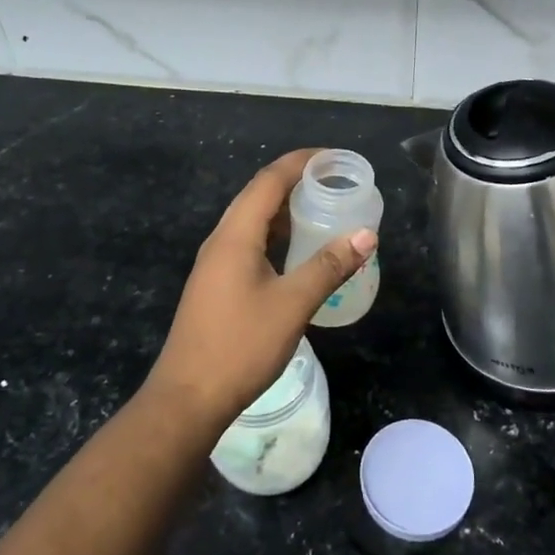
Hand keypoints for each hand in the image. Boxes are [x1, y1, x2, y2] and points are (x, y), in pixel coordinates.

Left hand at [147, 149, 377, 421]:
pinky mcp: (216, 284)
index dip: (300, 162)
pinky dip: (275, 235)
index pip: (269, 181)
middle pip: (258, 195)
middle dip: (295, 181)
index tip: (334, 157)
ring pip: (252, 221)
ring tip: (321, 207)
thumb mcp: (292, 304)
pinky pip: (249, 243)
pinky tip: (296, 250)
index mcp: (235, 235)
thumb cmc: (241, 346)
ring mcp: (215, 263)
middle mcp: (221, 240)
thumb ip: (329, 266)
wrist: (188, 397)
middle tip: (334, 181)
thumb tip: (366, 235)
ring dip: (284, 209)